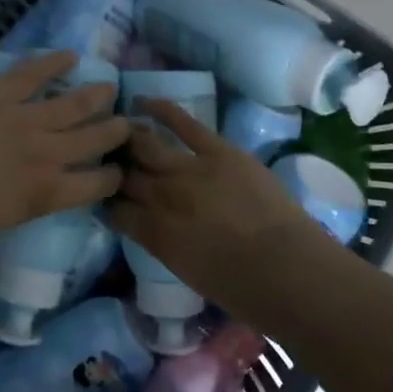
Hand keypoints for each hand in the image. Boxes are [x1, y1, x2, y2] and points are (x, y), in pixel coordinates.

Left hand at [0, 51, 128, 255]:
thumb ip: (23, 202)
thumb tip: (29, 189)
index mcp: (45, 195)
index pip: (95, 185)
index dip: (111, 176)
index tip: (117, 170)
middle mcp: (46, 156)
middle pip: (93, 140)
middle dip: (114, 131)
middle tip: (127, 123)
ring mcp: (24, 121)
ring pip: (73, 105)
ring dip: (96, 96)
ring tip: (110, 88)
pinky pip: (32, 74)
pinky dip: (53, 62)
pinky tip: (71, 56)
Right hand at [105, 99, 320, 288]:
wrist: (288, 270)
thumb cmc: (242, 291)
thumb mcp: (187, 273)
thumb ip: (164, 244)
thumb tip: (153, 227)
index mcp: (153, 233)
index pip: (115, 210)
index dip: (107, 200)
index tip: (105, 195)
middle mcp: (161, 197)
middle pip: (126, 175)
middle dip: (113, 167)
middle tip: (108, 159)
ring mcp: (188, 169)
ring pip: (146, 145)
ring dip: (128, 137)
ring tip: (119, 128)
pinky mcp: (217, 150)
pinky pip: (183, 123)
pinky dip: (161, 109)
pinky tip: (141, 100)